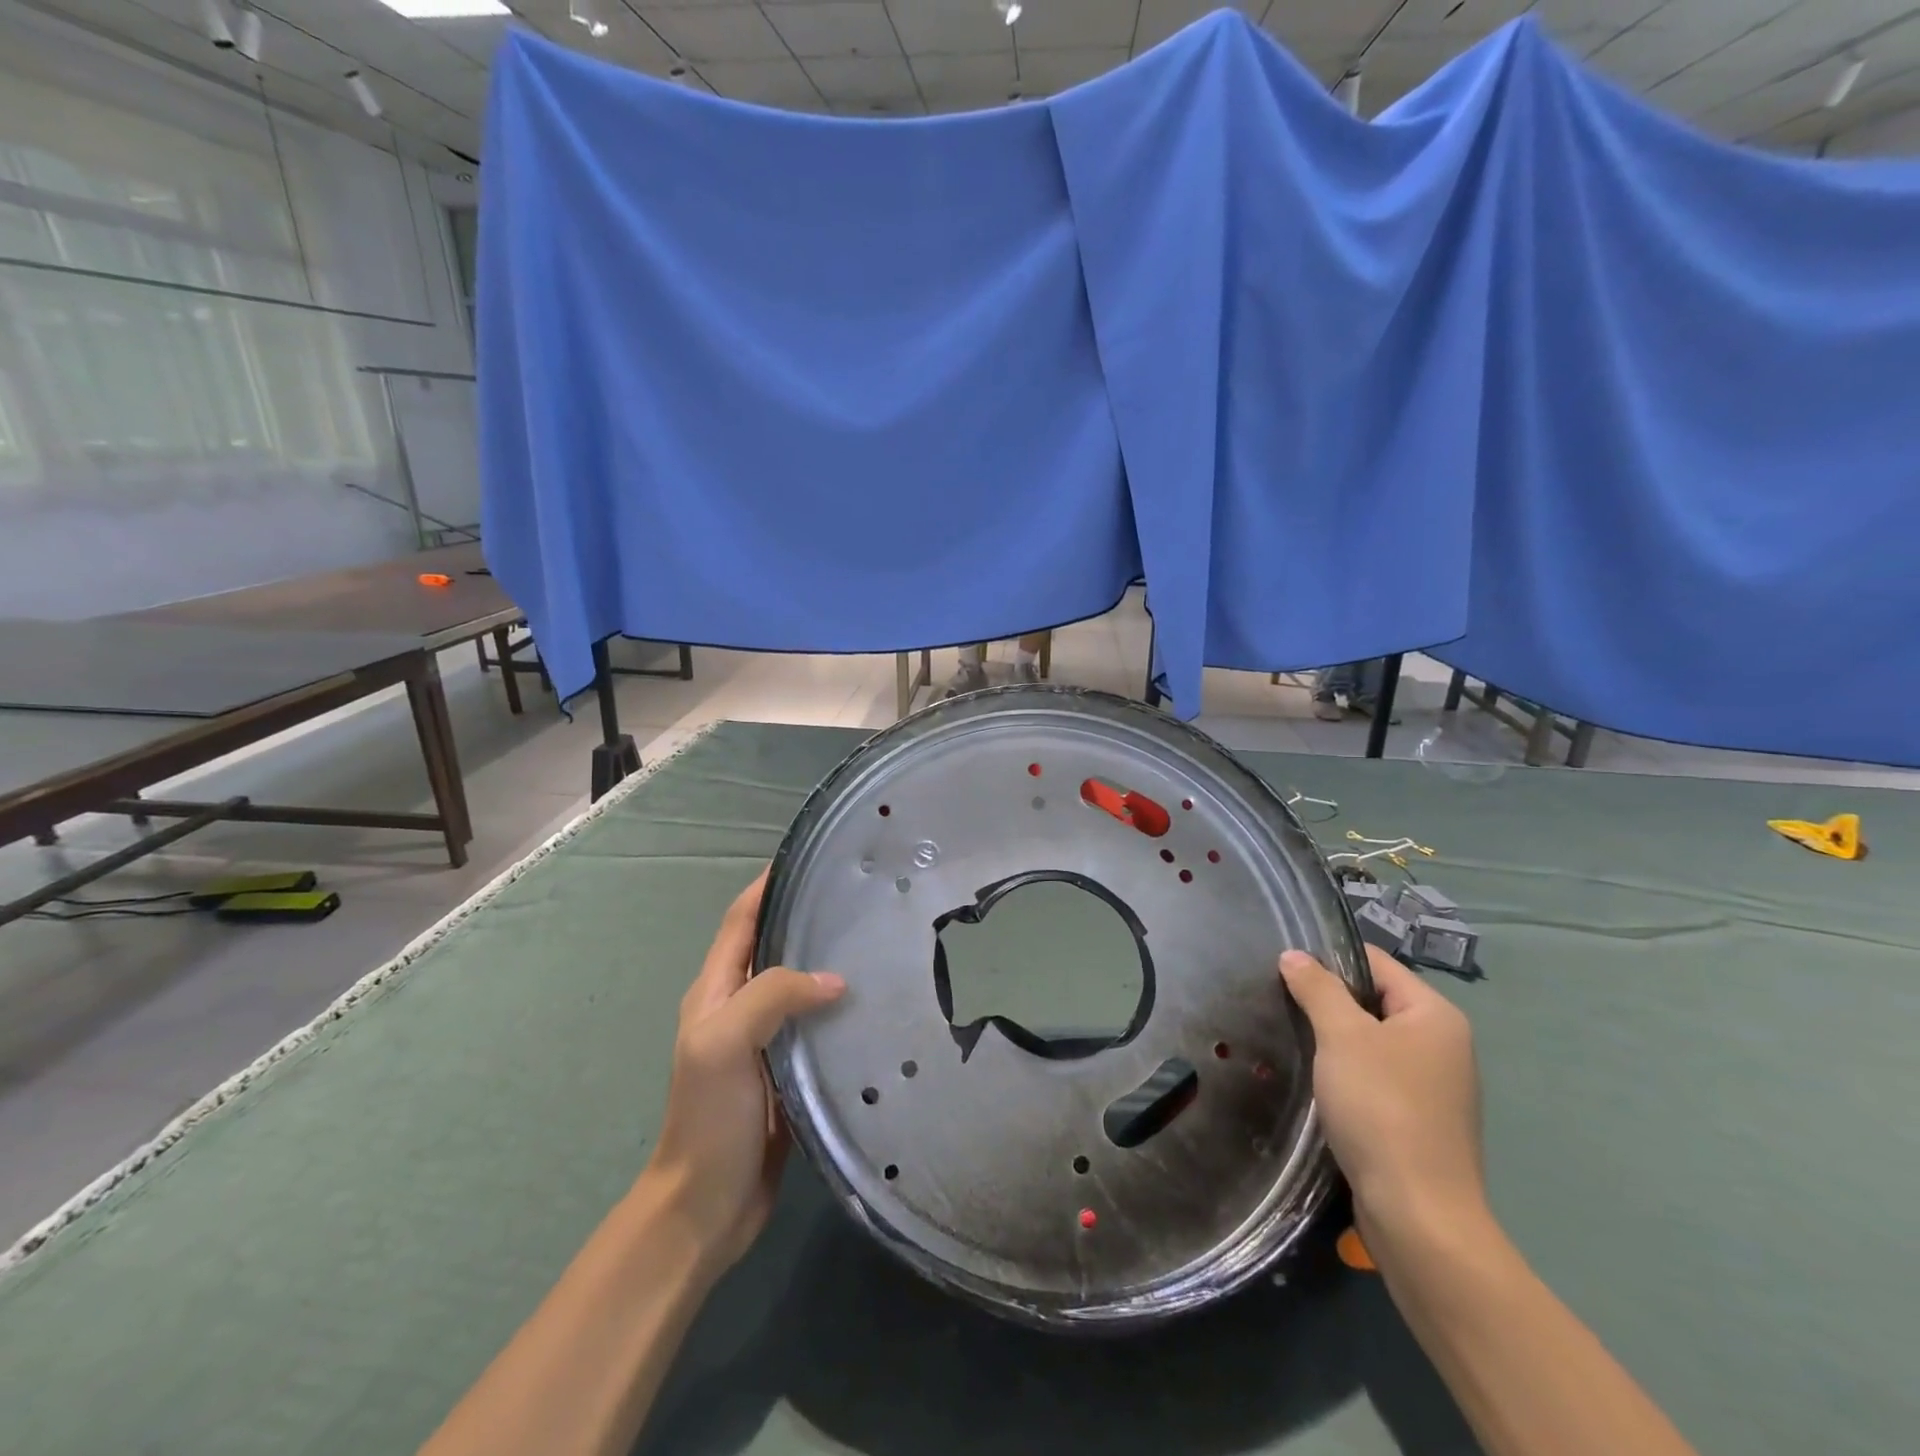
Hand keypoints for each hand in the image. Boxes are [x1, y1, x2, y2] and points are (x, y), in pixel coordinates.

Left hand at [642, 870, 845, 1276]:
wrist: (706, 1207)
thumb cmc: (708, 1118)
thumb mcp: (725, 1043)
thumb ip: (772, 996)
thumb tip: (835, 979)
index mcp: (716, 990)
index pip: (742, 920)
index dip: (769, 885)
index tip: (813, 859)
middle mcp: (740, 1005)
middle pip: (775, 945)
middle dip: (809, 916)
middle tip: (862, 897)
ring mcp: (766, 1038)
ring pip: (800, 983)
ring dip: (829, 959)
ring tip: (879, 940)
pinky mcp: (790, 1067)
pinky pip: (817, 1022)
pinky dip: (841, 1004)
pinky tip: (876, 1002)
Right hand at [1280, 945, 1484, 1242]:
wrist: (1417, 1214)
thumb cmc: (1381, 1108)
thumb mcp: (1342, 1036)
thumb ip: (1317, 989)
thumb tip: (1294, 956)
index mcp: (1436, 1015)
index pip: (1376, 963)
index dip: (1330, 959)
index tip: (1284, 968)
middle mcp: (1443, 1044)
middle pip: (1374, 1000)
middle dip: (1328, 1001)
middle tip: (1282, 1004)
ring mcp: (1434, 1086)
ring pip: (1372, 1041)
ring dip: (1334, 1039)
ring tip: (1292, 1039)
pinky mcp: (1419, 1121)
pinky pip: (1375, 1076)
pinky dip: (1346, 1073)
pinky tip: (1317, 1083)